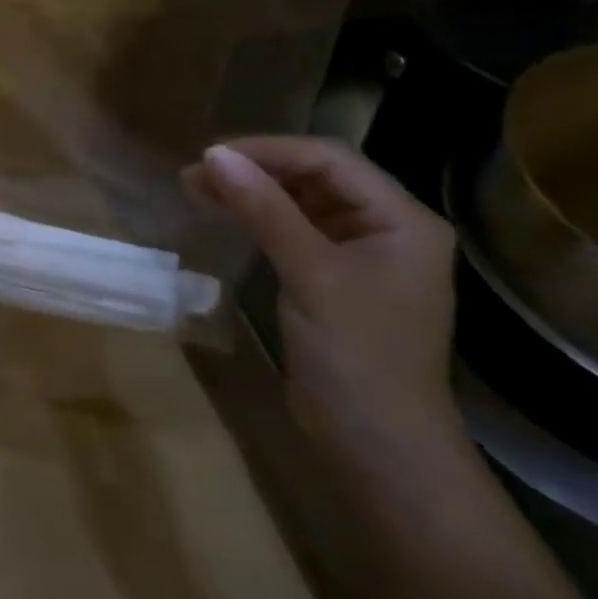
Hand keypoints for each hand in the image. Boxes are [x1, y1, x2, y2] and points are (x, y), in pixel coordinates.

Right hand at [184, 136, 458, 455]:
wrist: (378, 447)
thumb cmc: (357, 355)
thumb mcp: (310, 274)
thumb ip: (264, 210)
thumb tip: (213, 155)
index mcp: (401, 219)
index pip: (329, 160)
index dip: (269, 150)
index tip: (211, 155)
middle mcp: (385, 227)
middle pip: (315, 176)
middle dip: (256, 169)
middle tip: (196, 171)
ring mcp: (358, 254)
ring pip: (299, 201)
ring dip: (250, 191)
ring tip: (196, 186)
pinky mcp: (331, 277)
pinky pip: (291, 230)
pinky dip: (256, 217)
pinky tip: (221, 211)